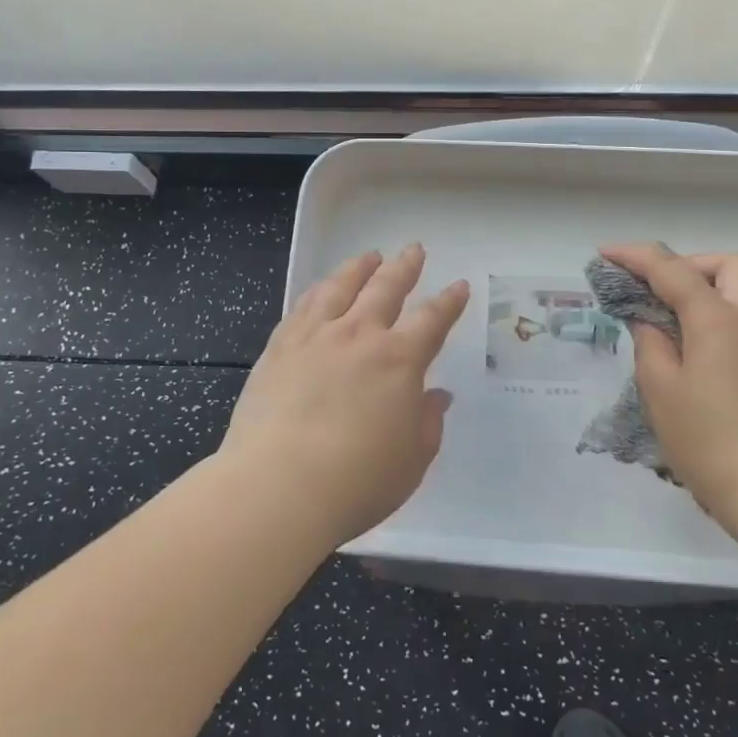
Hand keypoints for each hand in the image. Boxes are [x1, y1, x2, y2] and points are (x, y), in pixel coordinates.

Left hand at [222, 244, 469, 546]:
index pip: (432, 320)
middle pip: (386, 288)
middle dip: (404, 267)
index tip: (458, 286)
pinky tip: (320, 289)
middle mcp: (359, 335)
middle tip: (413, 250)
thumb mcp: (412, 459)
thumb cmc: (358, 480)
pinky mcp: (279, 348)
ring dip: (358, 268)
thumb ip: (427, 421)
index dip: (449, 302)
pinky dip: (318, 290)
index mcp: (399, 359)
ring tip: (368, 257)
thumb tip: (436, 396)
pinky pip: (303, 306)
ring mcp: (315, 337)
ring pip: (340, 287)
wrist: (279, 487)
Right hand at [600, 243, 737, 512]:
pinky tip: (696, 356)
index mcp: (717, 320)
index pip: (671, 269)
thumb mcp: (661, 391)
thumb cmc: (710, 441)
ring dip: (706, 293)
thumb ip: (650, 344)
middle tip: (658, 291)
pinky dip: (719, 320)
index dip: (635, 256)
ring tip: (671, 326)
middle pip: (729, 265)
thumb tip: (650, 322)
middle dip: (690, 265)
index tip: (605, 254)